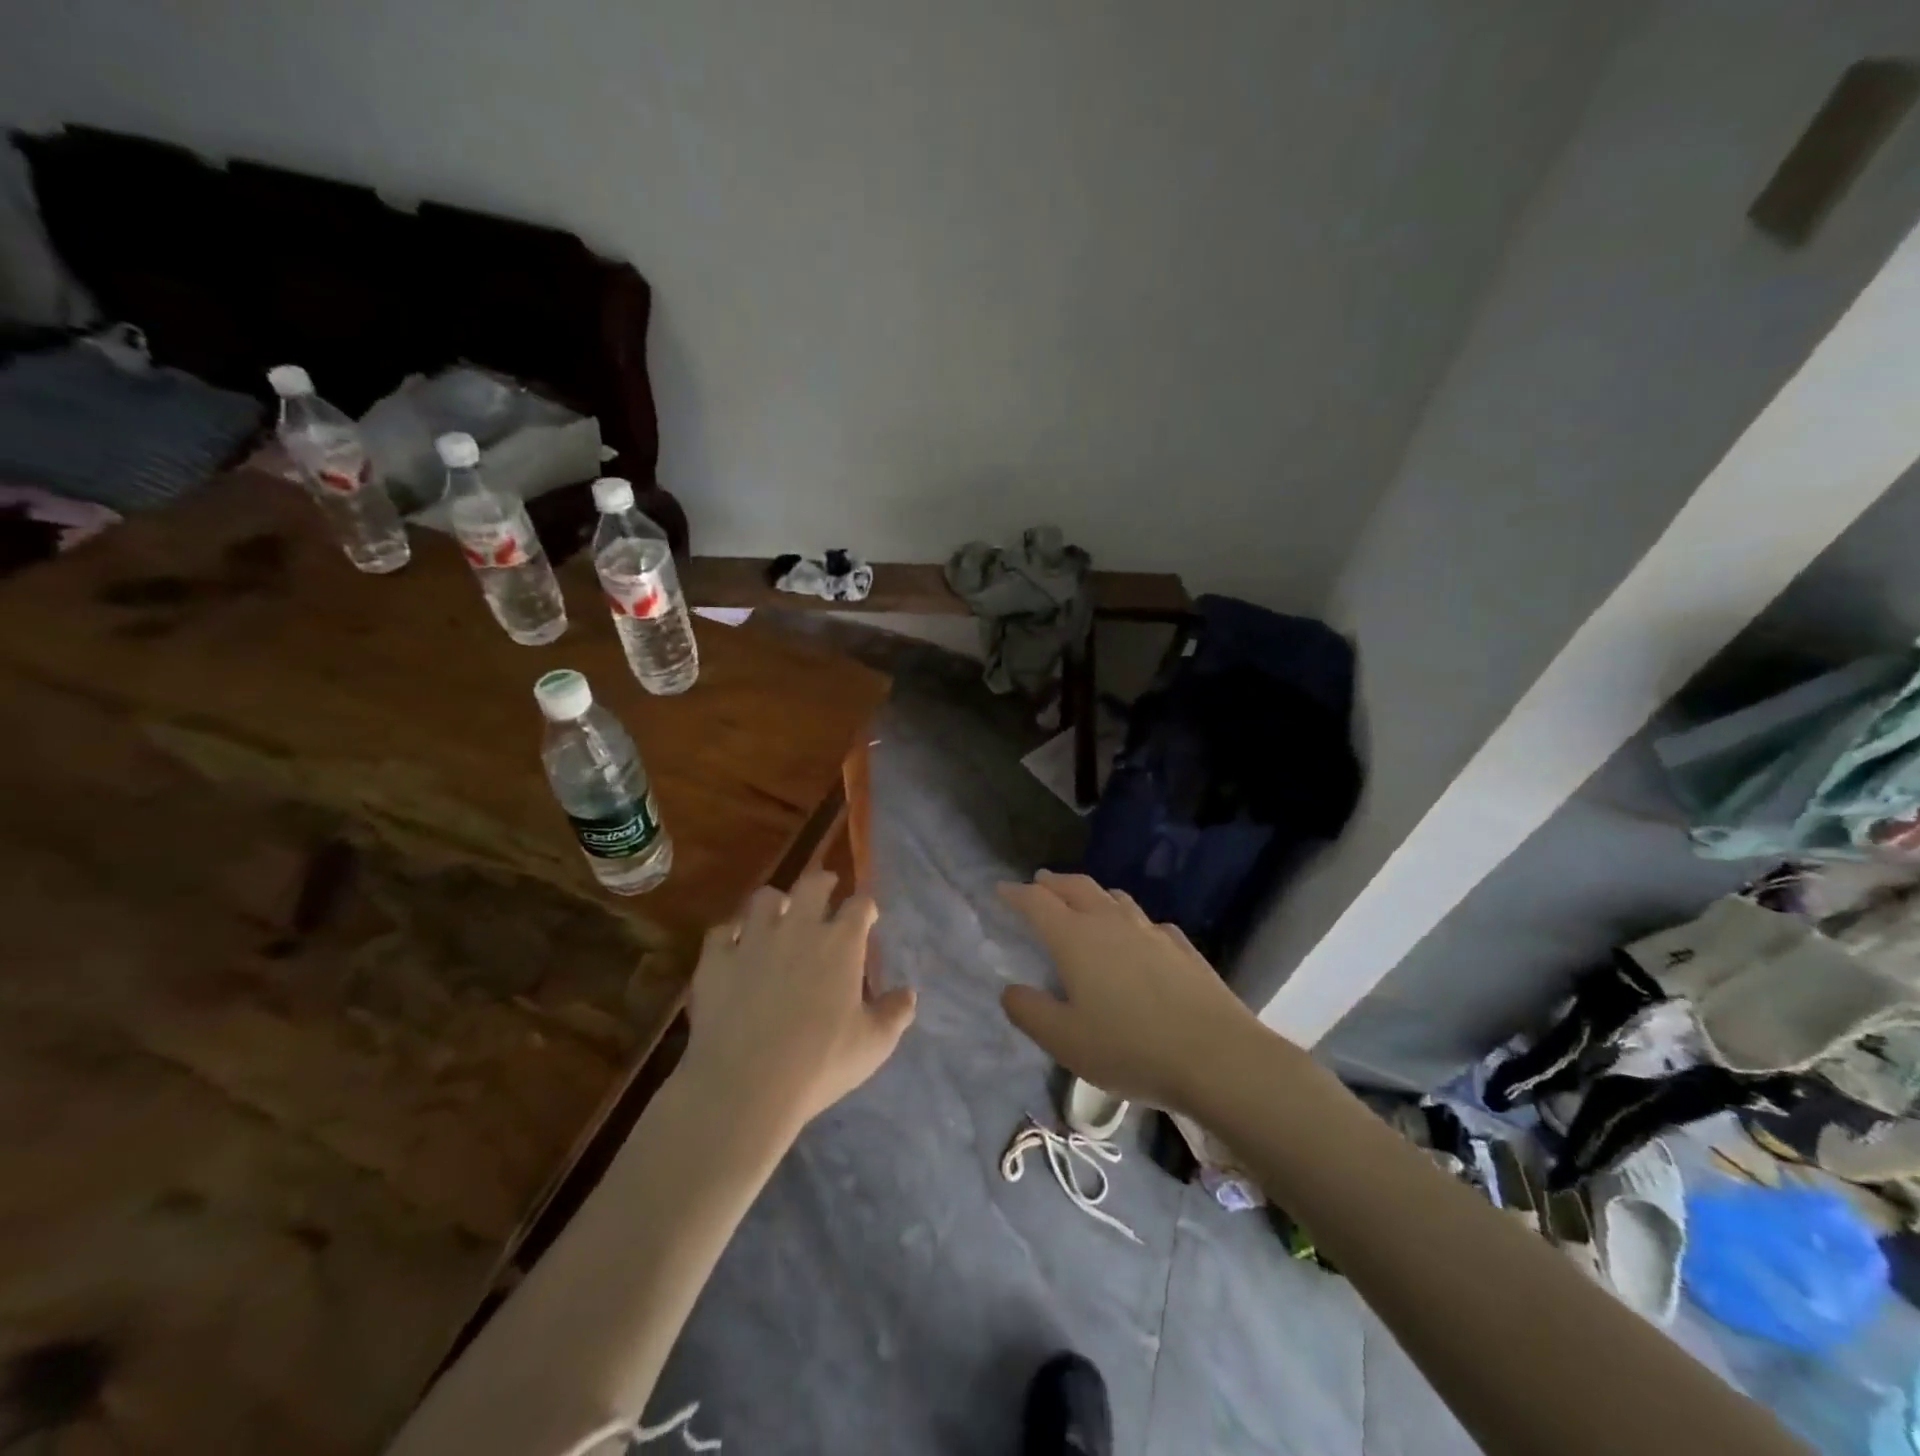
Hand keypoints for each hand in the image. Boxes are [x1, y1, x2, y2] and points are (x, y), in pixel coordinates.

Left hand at [680, 871, 915, 1136]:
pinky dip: (731, 934)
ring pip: (765, 898)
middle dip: (823, 882)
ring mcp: (753, 939)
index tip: (867, 915)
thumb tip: (909, 993)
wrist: (746, 1085)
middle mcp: (799, 928)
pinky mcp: (716, 959)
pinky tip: (734, 946)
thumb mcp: (873, 1045)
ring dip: (775, 904)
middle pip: (812, 884)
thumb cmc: (820, 1064)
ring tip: (778, 915)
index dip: (865, 906)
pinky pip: (722, 931)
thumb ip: (895, 1013)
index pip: (859, 905)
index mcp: (841, 943)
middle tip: (826, 888)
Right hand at [999, 872, 1260, 1115]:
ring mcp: (1151, 931)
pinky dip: (1131, 919)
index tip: (1001, 889)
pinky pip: (1148, 922)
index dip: (1016, 894)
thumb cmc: (1131, 1048)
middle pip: (1077, 887)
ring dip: (1092, 894)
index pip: (1038, 902)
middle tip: (1039, 882)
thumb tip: (1010, 990)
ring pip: (1115, 898)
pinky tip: (1138, 936)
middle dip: (1053, 882)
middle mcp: (1111, 923)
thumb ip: (1029, 1012)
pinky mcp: (1182, 947)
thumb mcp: (1065, 1041)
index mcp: (1076, 939)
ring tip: (1084, 900)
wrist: (1217, 1056)